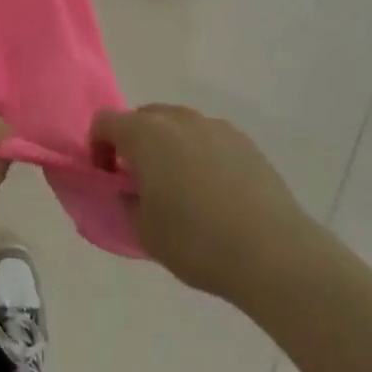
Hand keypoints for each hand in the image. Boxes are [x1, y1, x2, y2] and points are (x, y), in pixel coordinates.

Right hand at [92, 104, 318, 306]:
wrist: (274, 254)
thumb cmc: (197, 242)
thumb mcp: (144, 231)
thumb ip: (126, 201)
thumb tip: (130, 189)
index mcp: (145, 134)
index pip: (104, 122)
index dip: (98, 147)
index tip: (108, 178)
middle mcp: (178, 119)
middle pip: (142, 117)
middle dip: (134, 143)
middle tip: (142, 182)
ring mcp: (214, 126)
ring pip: (178, 125)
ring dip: (168, 146)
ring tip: (182, 188)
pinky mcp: (244, 141)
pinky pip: (208, 138)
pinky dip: (200, 154)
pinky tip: (215, 192)